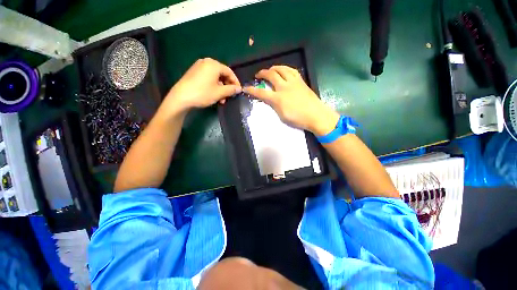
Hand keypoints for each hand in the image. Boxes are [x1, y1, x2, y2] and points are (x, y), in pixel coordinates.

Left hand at [162, 58, 240, 115]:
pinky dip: (213, 87)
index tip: (239, 91)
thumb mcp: (220, 93)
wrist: (181, 98)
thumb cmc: (203, 93)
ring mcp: (199, 67)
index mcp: (213, 64)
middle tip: (229, 96)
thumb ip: (231, 90)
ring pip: (215, 78)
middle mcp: (206, 62)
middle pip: (222, 74)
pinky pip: (208, 78)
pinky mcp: (194, 73)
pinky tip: (214, 96)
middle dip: (227, 86)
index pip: (229, 72)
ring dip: (221, 89)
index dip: (235, 82)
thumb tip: (239, 89)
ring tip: (221, 100)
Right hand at [243, 65, 339, 135]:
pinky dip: (285, 69)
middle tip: (258, 75)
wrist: (316, 115)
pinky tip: (284, 71)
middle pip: (271, 75)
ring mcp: (293, 82)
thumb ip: (274, 106)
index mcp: (278, 98)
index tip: (246, 88)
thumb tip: (270, 99)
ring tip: (270, 70)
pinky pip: (291, 70)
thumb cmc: (298, 119)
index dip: (252, 90)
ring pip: (281, 69)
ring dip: (273, 68)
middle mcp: (284, 87)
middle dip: (262, 73)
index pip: (261, 92)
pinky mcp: (301, 81)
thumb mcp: (282, 116)